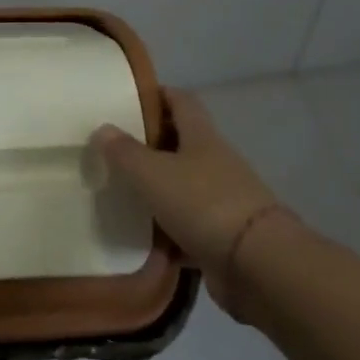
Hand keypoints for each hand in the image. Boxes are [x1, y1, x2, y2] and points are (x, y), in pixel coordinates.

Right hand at [90, 90, 297, 311]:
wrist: (256, 264)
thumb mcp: (153, 173)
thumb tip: (103, 128)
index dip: (158, 95)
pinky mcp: (223, 235)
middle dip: (150, 145)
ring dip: (158, 190)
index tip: (128, 99)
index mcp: (201, 136)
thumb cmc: (202, 203)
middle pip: (182, 144)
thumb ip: (125, 152)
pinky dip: (168, 232)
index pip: (181, 101)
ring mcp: (223, 199)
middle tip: (114, 151)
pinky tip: (143, 240)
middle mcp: (215, 162)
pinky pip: (189, 227)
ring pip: (184, 186)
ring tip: (120, 195)